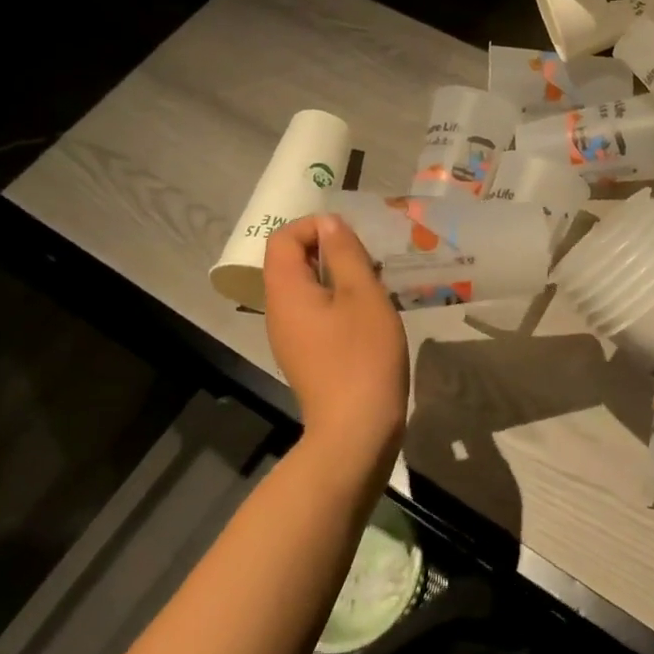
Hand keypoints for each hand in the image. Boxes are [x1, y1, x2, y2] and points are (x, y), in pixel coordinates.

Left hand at [263, 214, 408, 459]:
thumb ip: (344, 253)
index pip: (283, 238)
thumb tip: (329, 223)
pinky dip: (338, 302)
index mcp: (286, 291)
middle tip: (369, 258)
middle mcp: (278, 311)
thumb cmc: (362, 354)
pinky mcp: (307, 356)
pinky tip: (369, 314)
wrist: (356, 429)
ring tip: (375, 283)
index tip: (352, 237)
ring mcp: (290, 337)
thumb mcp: (362, 294)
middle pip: (291, 263)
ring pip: (306, 289)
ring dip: (337, 277)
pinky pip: (315, 314)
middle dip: (329, 250)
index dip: (314, 226)